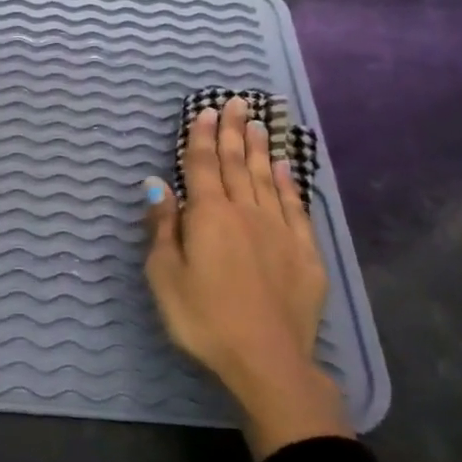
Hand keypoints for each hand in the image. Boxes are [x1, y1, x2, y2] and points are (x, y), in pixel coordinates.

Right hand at [143, 97, 349, 460]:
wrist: (266, 358)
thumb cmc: (202, 318)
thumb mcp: (165, 275)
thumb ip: (162, 227)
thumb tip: (156, 184)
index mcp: (208, 216)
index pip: (203, 166)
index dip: (202, 137)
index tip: (205, 111)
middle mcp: (246, 212)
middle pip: (238, 164)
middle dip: (233, 132)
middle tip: (236, 103)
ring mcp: (280, 230)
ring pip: (268, 178)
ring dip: (261, 149)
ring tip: (259, 123)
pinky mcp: (304, 251)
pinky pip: (295, 206)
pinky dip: (289, 182)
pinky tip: (287, 167)